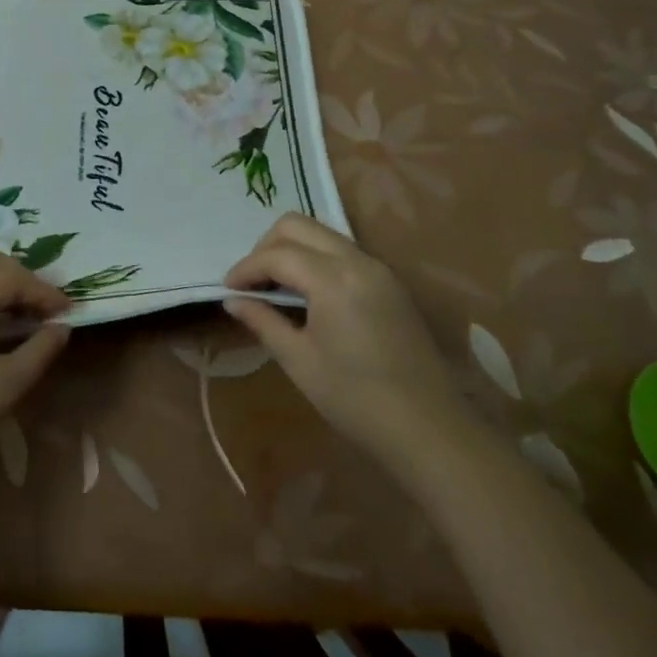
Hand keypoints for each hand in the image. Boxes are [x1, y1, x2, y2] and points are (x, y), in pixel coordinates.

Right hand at [224, 213, 463, 456]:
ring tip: (274, 287)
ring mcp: (378, 268)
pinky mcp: (390, 283)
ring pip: (322, 234)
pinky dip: (316, 259)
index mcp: (332, 279)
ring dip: (292, 250)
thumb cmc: (355, 399)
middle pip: (298, 226)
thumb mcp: (299, 361)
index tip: (227, 289)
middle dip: (266, 247)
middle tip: (251, 282)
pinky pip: (342, 251)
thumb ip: (263, 321)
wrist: (429, 430)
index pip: (276, 255)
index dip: (246, 269)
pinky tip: (306, 294)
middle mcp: (356, 260)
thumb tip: (232, 301)